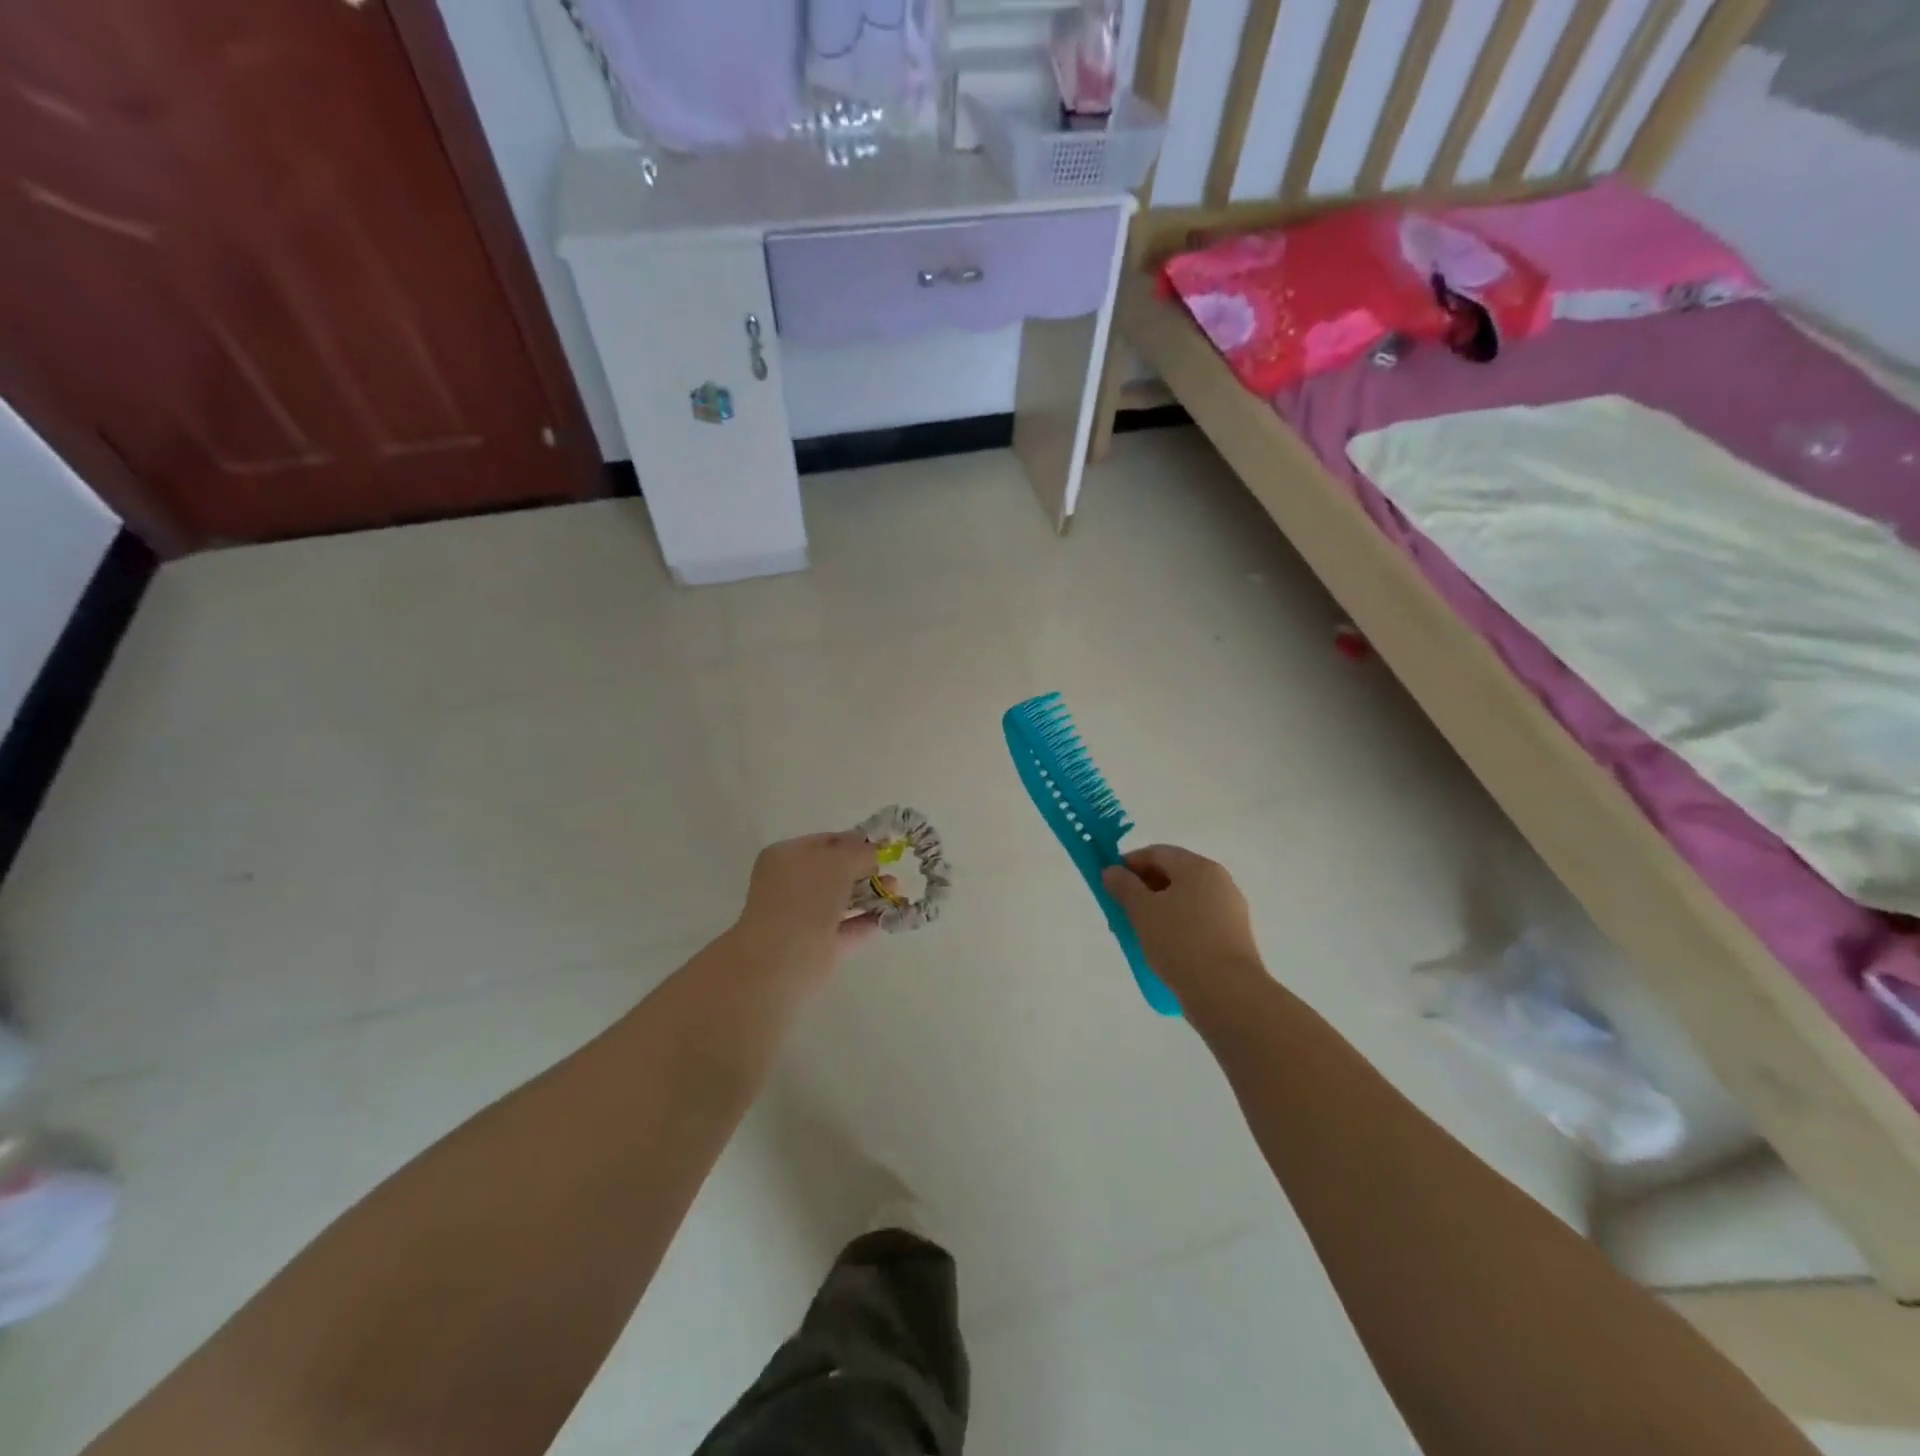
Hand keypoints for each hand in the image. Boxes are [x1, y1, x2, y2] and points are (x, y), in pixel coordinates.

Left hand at [732, 831, 886, 988]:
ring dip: (869, 896)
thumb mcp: (840, 861)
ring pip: (841, 901)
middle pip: (834, 872)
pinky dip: (866, 922)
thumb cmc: (808, 896)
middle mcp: (791, 884)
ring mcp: (802, 917)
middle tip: (891, 871)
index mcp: (786, 856)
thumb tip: (872, 855)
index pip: (825, 842)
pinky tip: (889, 916)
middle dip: (865, 871)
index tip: (883, 846)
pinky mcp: (815, 947)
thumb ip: (861, 853)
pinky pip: (845, 929)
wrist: (783, 956)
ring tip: (896, 892)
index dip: (855, 842)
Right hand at [1102, 845, 1264, 1000]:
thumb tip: (1111, 871)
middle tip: (1120, 910)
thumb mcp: (1142, 911)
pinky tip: (1162, 948)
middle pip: (1173, 875)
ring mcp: (1230, 910)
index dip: (1129, 863)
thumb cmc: (1180, 942)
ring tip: (1137, 933)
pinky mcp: (1233, 937)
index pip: (1157, 853)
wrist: (1227, 992)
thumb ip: (1124, 886)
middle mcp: (1219, 881)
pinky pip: (1197, 921)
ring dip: (1158, 910)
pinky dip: (1176, 926)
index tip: (1109, 882)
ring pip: (1184, 900)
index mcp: (1198, 867)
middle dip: (1142, 889)